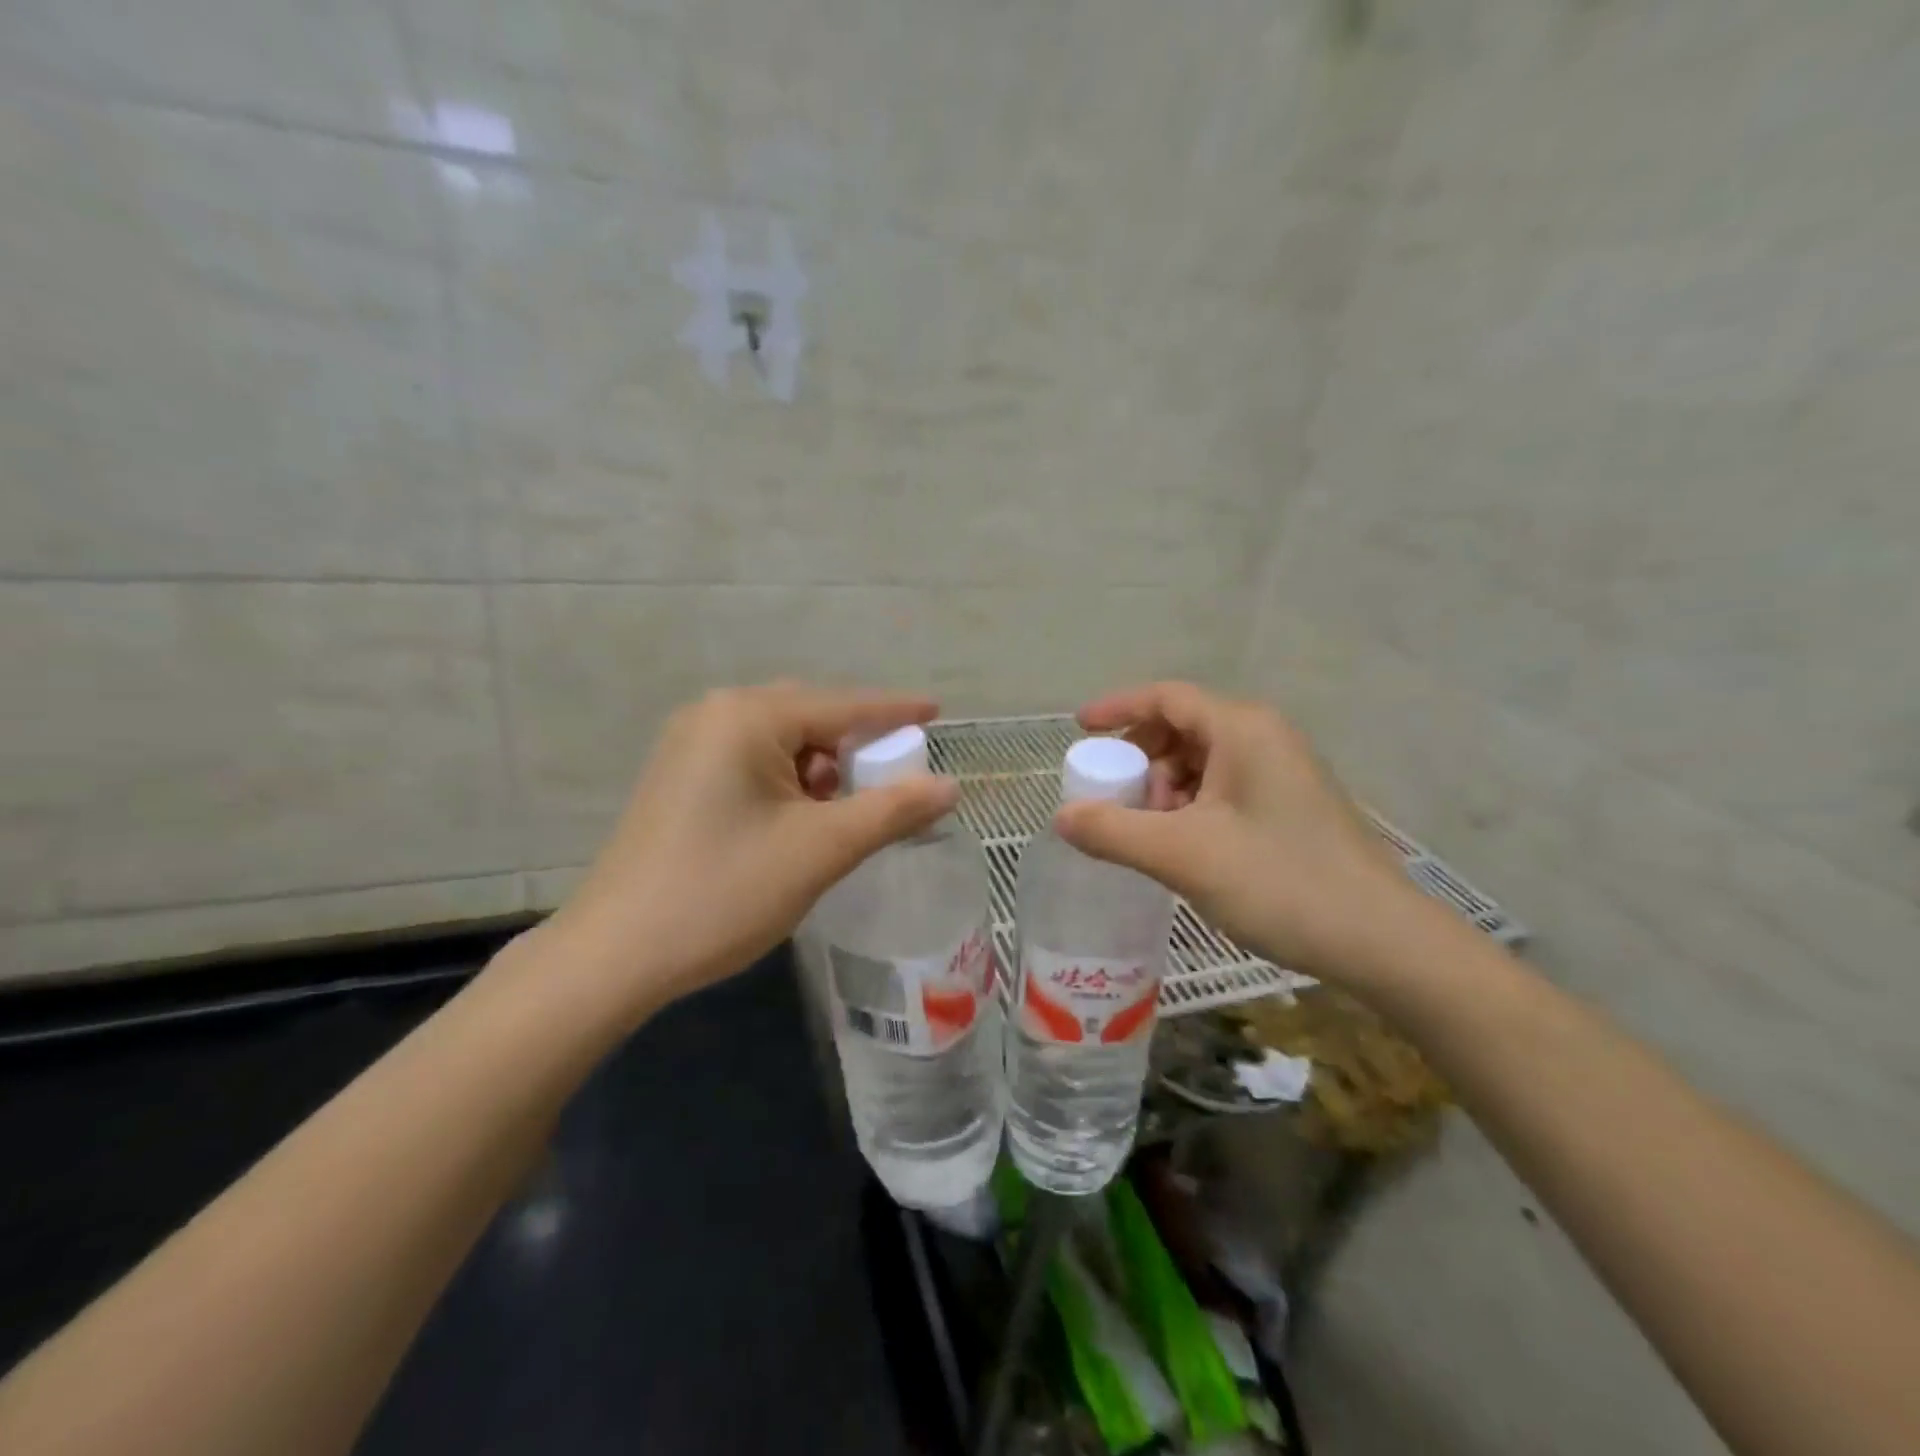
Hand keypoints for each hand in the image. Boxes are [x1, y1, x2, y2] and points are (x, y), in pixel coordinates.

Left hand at [534, 683, 958, 1019]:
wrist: (614, 956)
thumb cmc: (724, 893)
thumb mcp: (820, 850)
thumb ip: (891, 811)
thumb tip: (950, 786)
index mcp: (747, 717)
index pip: (843, 705)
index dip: (895, 711)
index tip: (938, 711)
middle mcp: (714, 714)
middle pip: (810, 717)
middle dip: (855, 747)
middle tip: (892, 780)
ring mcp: (689, 745)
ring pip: (781, 742)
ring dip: (821, 769)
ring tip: (843, 813)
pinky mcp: (679, 778)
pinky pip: (752, 762)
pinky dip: (789, 783)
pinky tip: (799, 820)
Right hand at [1055, 682, 1442, 985]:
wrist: (1382, 942)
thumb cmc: (1280, 882)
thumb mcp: (1183, 856)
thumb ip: (1114, 831)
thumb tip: (1061, 818)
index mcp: (1242, 729)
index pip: (1166, 697)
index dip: (1117, 708)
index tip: (1079, 729)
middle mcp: (1265, 738)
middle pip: (1183, 728)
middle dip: (1141, 761)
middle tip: (1118, 802)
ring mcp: (1283, 772)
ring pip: (1203, 762)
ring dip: (1166, 790)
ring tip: (1155, 836)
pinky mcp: (1292, 806)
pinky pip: (1225, 788)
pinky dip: (1192, 807)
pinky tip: (1187, 849)